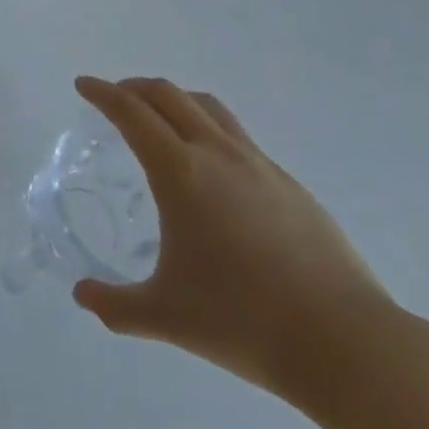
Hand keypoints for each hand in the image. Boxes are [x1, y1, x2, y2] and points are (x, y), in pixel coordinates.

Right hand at [71, 75, 394, 402]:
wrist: (346, 343)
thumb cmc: (244, 321)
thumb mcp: (166, 317)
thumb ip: (116, 305)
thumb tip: (82, 295)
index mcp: (180, 172)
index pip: (131, 112)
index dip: (102, 93)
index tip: (83, 85)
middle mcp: (216, 153)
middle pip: (168, 95)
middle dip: (135, 88)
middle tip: (115, 99)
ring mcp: (258, 164)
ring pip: (208, 107)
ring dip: (175, 100)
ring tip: (161, 119)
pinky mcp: (290, 183)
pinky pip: (237, 137)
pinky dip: (209, 130)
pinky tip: (213, 170)